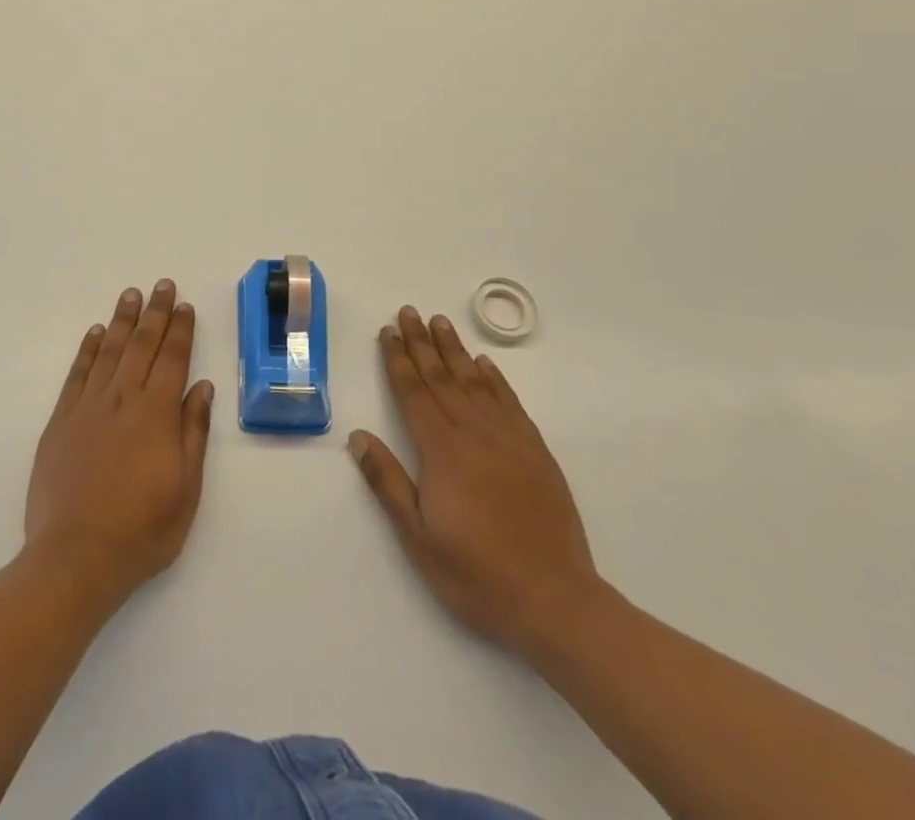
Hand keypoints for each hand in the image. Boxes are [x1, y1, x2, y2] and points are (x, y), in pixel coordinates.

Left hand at [25, 280, 214, 608]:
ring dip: (122, 321)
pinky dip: (88, 350)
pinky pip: (78, 374)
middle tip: (162, 285)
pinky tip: (97, 334)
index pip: (172, 359)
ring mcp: (88, 408)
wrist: (75, 558)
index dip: (180, 330)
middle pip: (141, 345)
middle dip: (155, 312)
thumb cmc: (141, 530)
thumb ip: (193, 433)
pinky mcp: (61, 421)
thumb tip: (202, 387)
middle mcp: (123, 400)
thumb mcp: (186, 490)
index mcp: (157, 414)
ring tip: (131, 295)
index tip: (184, 306)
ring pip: (109, 351)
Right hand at [350, 306, 601, 657]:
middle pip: (441, 377)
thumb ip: (388, 482)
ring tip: (440, 323)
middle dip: (421, 343)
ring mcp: (509, 440)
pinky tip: (485, 365)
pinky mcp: (536, 453)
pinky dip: (495, 379)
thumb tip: (358, 437)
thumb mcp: (418, 537)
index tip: (388, 332)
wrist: (555, 602)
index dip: (398, 360)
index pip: (413, 393)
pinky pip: (511, 403)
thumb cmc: (477, 574)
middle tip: (409, 312)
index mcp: (442, 451)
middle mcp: (474, 434)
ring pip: (475, 383)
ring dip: (455, 350)